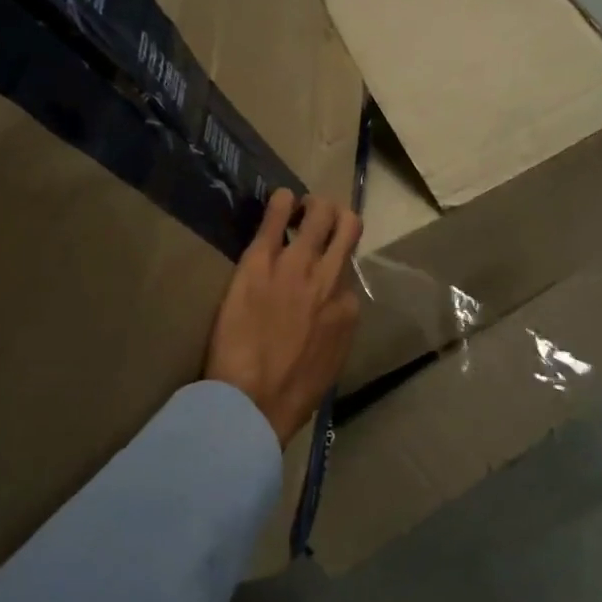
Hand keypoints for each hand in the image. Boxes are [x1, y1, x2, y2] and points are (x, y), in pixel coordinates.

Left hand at [205, 189, 363, 444]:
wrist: (253, 400)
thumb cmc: (291, 393)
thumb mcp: (331, 363)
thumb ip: (334, 329)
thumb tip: (328, 314)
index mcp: (348, 308)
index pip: (348, 271)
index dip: (333, 266)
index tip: (318, 270)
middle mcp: (330, 279)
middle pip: (347, 227)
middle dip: (335, 218)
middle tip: (317, 220)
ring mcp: (297, 265)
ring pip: (320, 213)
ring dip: (312, 206)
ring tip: (299, 208)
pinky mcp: (262, 259)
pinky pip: (277, 216)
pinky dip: (281, 203)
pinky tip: (279, 201)